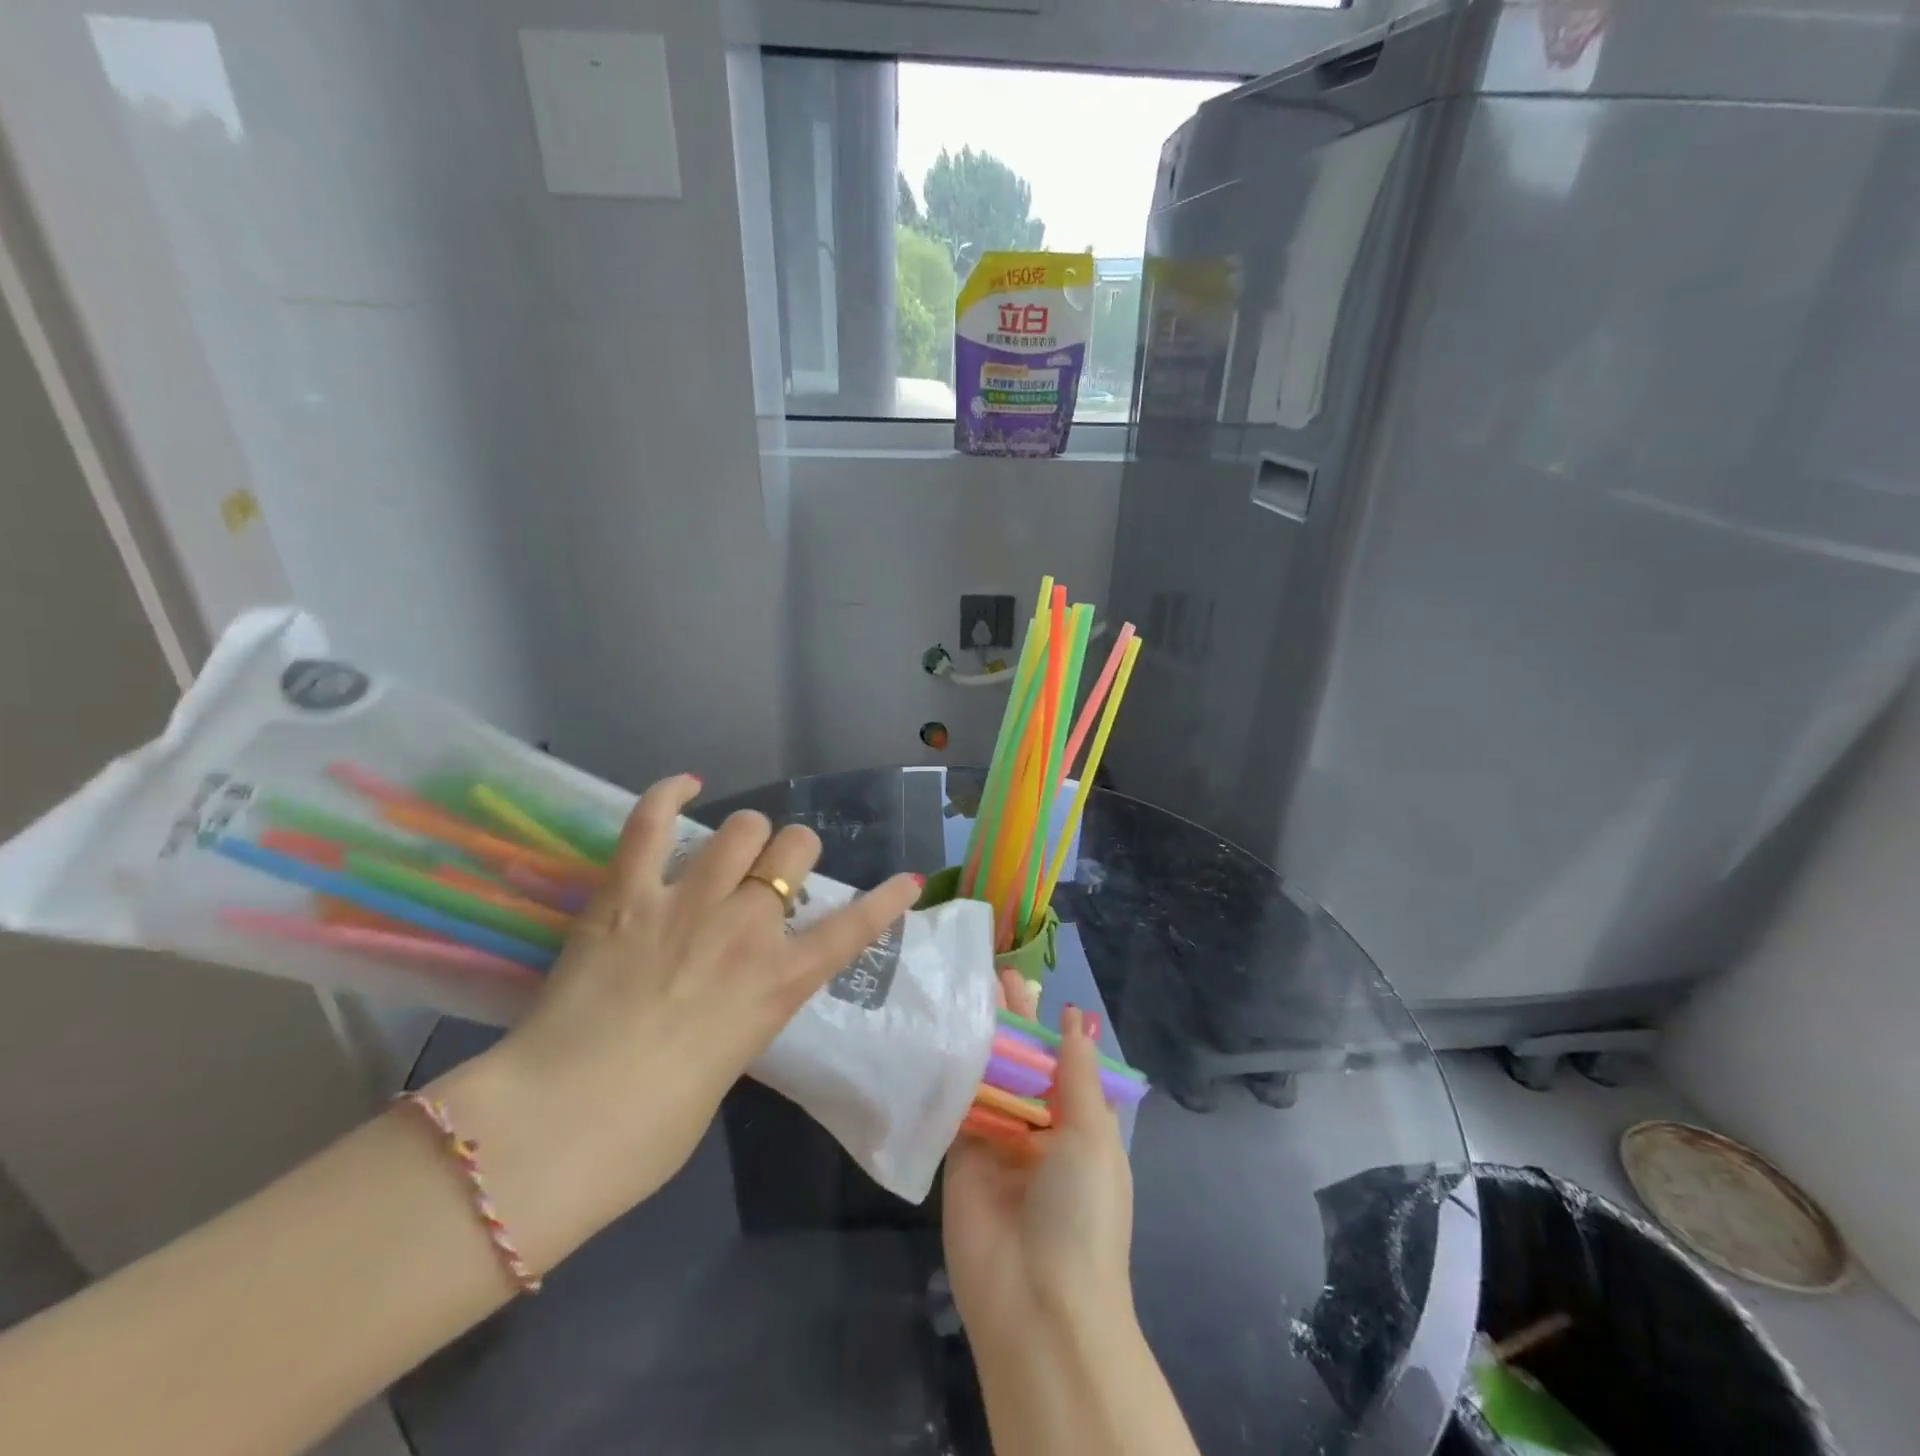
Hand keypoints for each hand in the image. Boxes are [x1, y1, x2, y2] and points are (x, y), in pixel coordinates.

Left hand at [437, 774, 921, 1269]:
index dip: (886, 900)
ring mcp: (687, 904)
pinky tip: (685, 786)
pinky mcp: (626, 894)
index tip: (906, 880)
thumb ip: (741, 1015)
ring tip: (731, 849)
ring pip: (741, 828)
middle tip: (771, 876)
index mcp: (779, 983)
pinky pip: (652, 823)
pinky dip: (669, 795)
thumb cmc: (650, 1128)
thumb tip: (725, 996)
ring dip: (746, 834)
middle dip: (792, 853)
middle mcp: (746, 929)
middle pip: (794, 849)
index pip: (854, 928)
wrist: (561, 1126)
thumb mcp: (727, 1066)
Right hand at [942, 985, 1136, 1357]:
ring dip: (978, 1039)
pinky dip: (950, 1074)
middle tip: (991, 975)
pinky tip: (938, 1034)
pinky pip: (955, 1107)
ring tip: (962, 992)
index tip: (1029, 984)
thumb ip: (1076, 1075)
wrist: (1038, 1306)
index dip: (1045, 1024)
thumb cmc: (1081, 1213)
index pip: (1059, 1062)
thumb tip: (1075, 1019)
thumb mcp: (1092, 1138)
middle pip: (1020, 1064)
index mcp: (1078, 1126)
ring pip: (986, 1079)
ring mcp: (997, 1144)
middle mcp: (1037, 1130)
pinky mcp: (959, 1158)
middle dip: (1010, 1023)